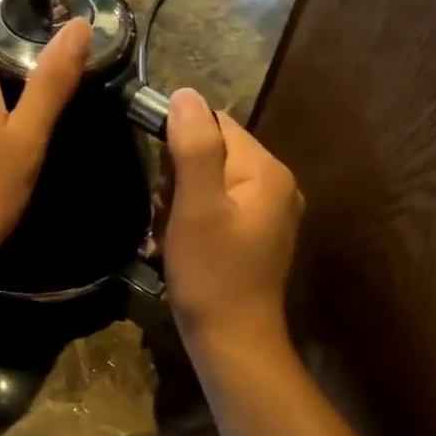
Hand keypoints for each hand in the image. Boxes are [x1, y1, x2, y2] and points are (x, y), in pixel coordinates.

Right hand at [162, 88, 302, 353]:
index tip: (161, 180)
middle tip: (167, 217)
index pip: (216, 124)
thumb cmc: (212, 273)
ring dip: (178, 205)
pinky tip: (179, 247)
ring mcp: (266, 214)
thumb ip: (193, 147)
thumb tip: (185, 94)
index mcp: (266, 171)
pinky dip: (190, 223)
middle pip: (211, 154)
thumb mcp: (197, 206)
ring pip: (206, 184)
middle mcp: (275, 185)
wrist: (232, 341)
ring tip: (170, 237)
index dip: (179, 143)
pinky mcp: (253, 237)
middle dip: (177, 181)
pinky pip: (213, 209)